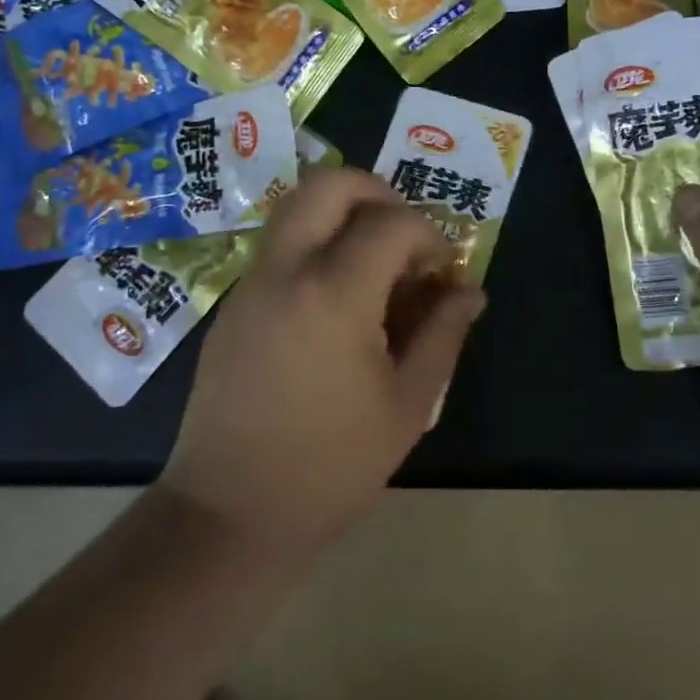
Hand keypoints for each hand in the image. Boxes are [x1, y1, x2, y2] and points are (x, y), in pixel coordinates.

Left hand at [159, 167, 485, 552]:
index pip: (392, 222)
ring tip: (373, 265)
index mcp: (334, 292)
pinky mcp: (233, 302)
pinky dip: (315, 244)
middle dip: (376, 192)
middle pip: (329, 183)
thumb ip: (444, 334)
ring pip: (298, 207)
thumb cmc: (330, 466)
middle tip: (402, 235)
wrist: (229, 515)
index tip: (442, 272)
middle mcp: (286, 269)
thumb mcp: (407, 404)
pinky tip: (336, 300)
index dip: (429, 236)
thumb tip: (470, 291)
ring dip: (342, 214)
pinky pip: (280, 244)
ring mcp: (252, 282)